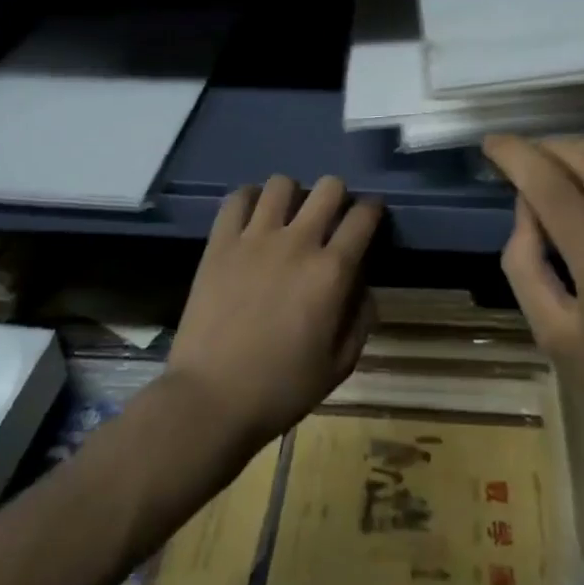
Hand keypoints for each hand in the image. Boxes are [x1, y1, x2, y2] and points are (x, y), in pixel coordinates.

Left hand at [165, 175, 379, 455]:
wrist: (211, 400)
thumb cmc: (280, 389)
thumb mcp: (338, 366)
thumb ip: (361, 321)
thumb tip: (365, 288)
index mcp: (331, 272)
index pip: (363, 217)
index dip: (372, 210)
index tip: (370, 215)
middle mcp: (298, 242)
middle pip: (328, 187)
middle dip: (338, 195)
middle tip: (330, 216)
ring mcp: (255, 238)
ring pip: (282, 184)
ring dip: (293, 194)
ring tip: (288, 215)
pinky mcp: (220, 242)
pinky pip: (237, 199)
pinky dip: (249, 199)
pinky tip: (252, 215)